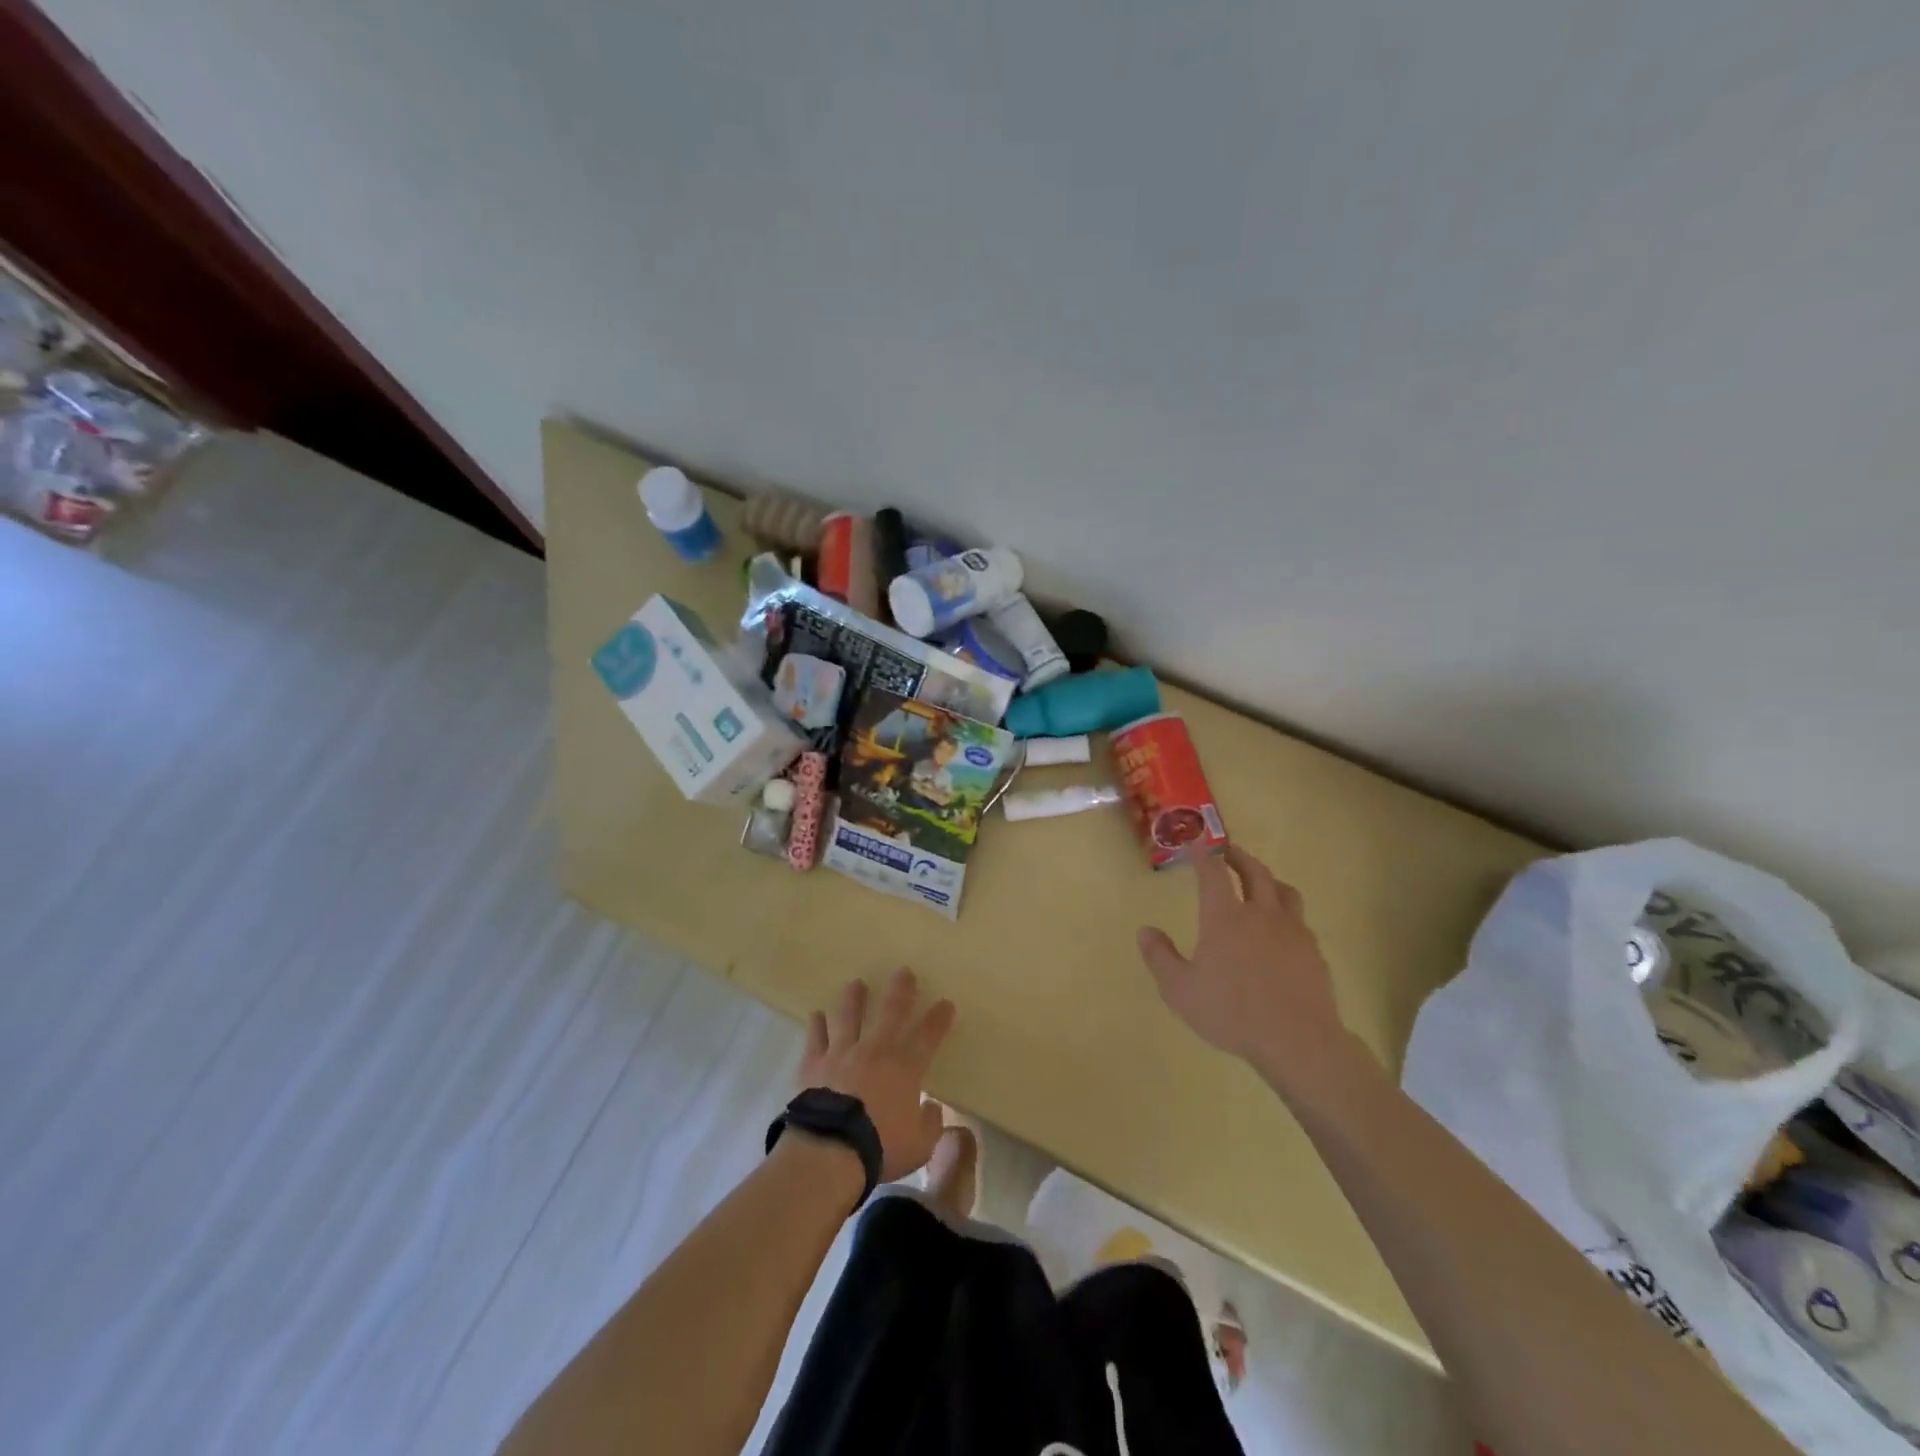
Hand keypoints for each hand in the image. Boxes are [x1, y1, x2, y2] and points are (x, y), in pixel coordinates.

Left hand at [800, 969, 955, 1182]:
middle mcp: (875, 1050)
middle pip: (890, 1011)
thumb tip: (932, 1107)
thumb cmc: (880, 1147)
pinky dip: (817, 1025)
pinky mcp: (814, 1064)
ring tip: (856, 984)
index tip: (946, 1003)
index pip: (928, 1035)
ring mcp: (842, 1053)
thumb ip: (930, 1124)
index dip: (939, 1018)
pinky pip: (816, 1038)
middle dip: (900, 990)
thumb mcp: (920, 1145)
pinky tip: (817, 1015)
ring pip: (849, 1016)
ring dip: (854, 998)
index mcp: (905, 1067)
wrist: (830, 1151)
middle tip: (903, 971)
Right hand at [1136, 846, 1346, 1079]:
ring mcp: (1292, 931)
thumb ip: (1159, 957)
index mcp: (1225, 917)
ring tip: (1261, 883)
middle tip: (1229, 853)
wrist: (1297, 1041)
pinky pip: (1300, 920)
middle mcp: (1260, 914)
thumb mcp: (1180, 990)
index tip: (1195, 845)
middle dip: (1239, 858)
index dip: (1202, 856)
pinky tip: (1282, 929)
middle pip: (1255, 872)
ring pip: (1284, 891)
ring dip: (1269, 879)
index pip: (1212, 873)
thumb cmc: (1231, 1012)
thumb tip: (1145, 930)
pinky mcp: (1313, 952)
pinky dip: (1286, 913)